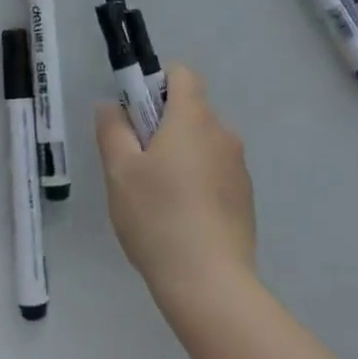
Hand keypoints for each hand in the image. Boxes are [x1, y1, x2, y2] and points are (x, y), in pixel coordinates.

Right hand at [96, 64, 255, 306]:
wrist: (211, 285)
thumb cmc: (158, 217)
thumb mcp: (120, 171)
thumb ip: (112, 129)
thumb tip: (111, 105)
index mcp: (193, 117)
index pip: (181, 74)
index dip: (156, 84)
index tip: (136, 117)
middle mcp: (222, 133)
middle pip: (190, 110)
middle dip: (163, 126)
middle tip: (137, 164)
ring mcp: (239, 167)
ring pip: (203, 144)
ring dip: (182, 156)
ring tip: (158, 199)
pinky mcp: (246, 198)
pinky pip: (216, 173)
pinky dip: (199, 183)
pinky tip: (182, 220)